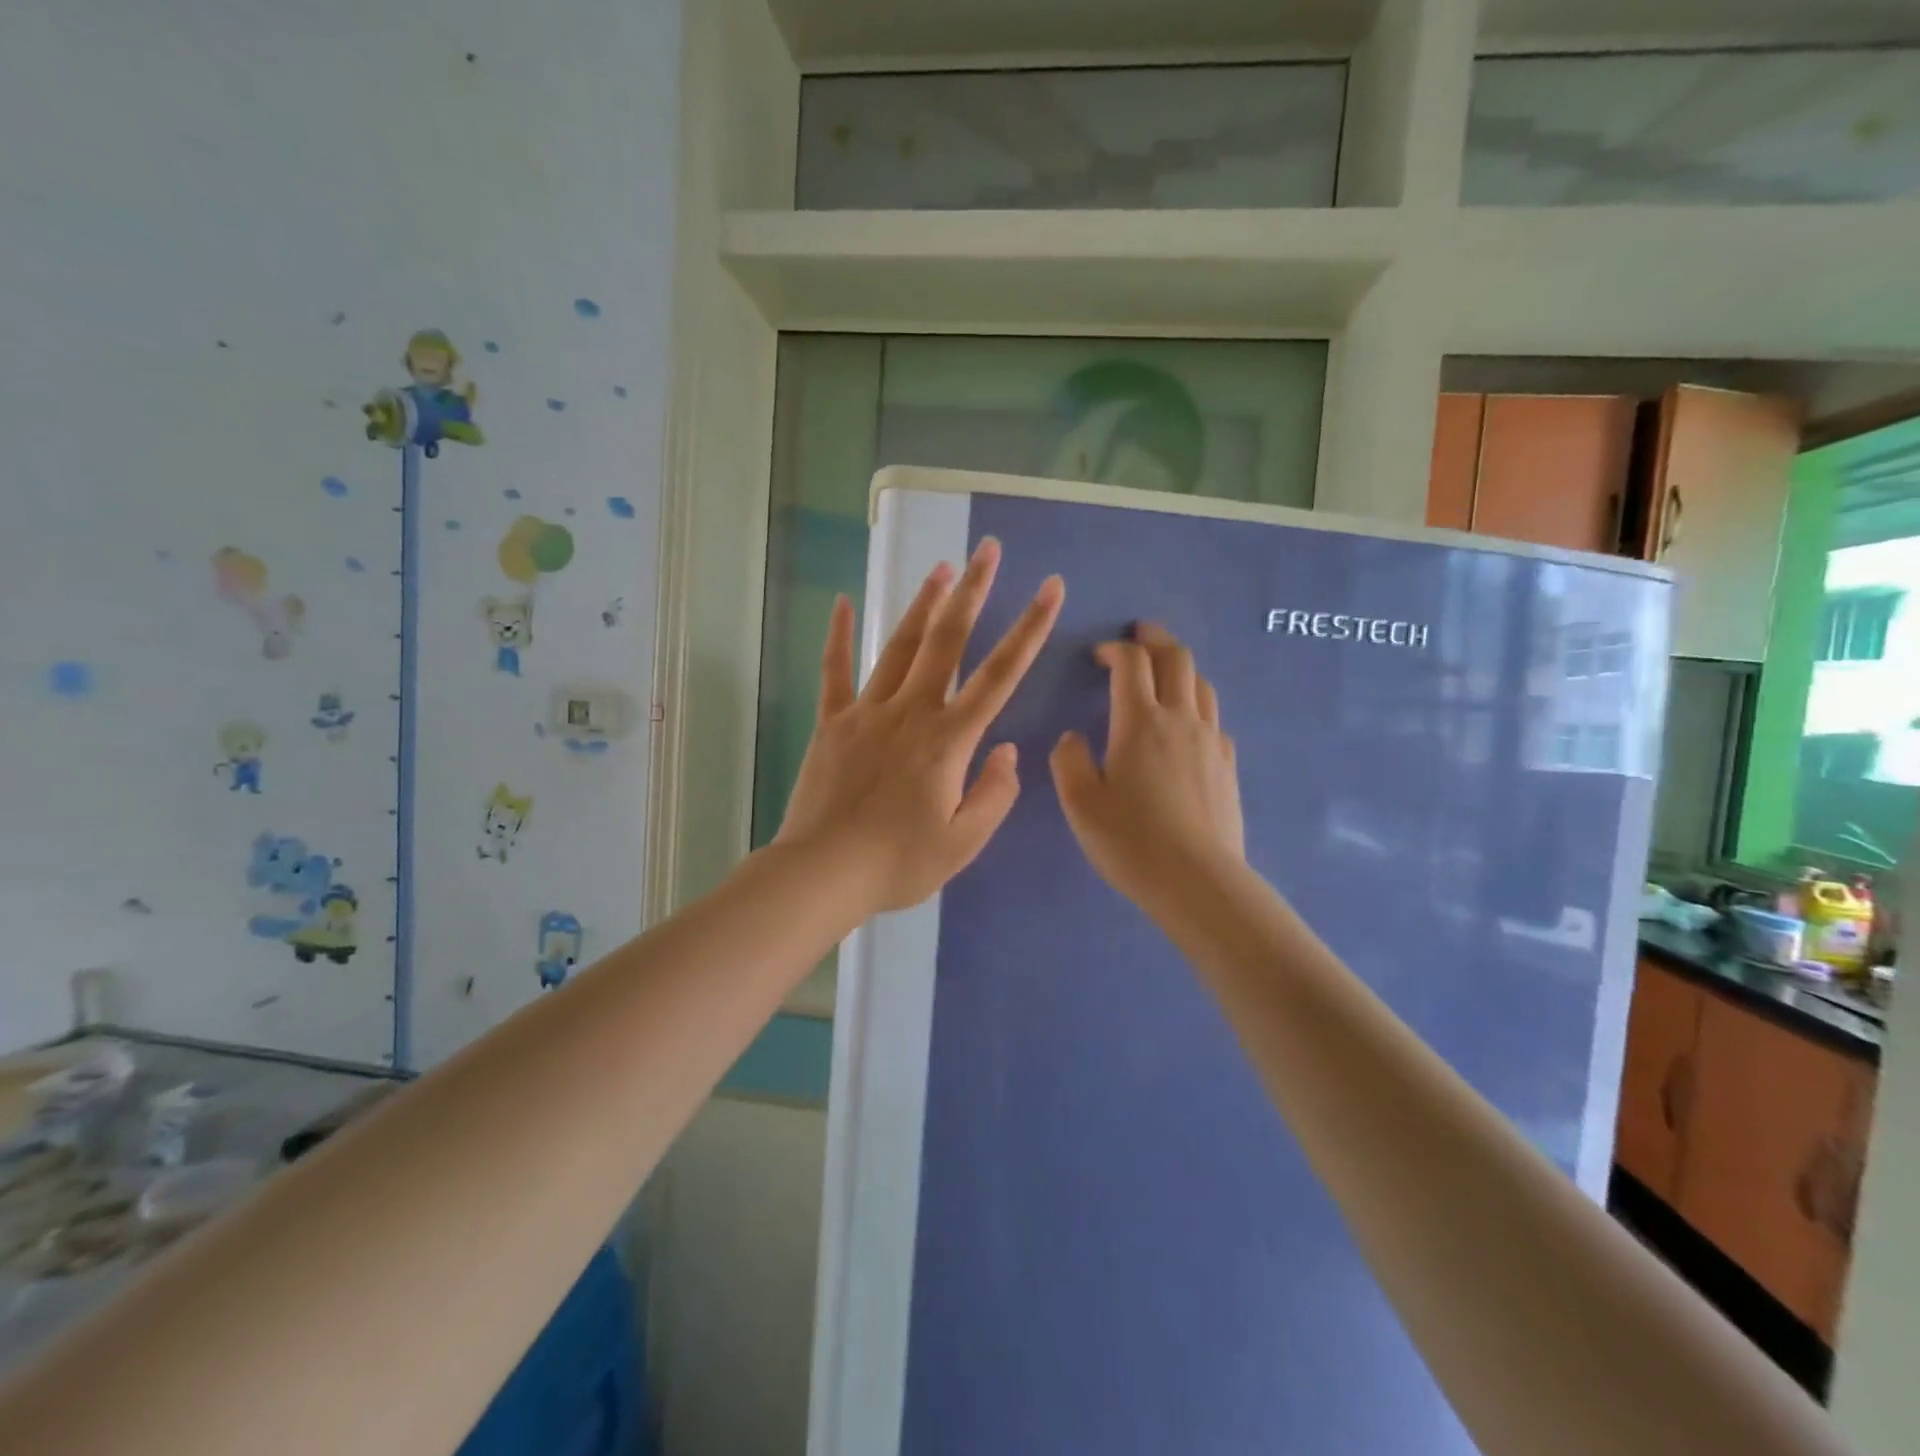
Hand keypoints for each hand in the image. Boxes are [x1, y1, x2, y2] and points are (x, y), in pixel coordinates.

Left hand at [776, 539, 1064, 914]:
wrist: (823, 873)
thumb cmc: (899, 863)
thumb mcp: (963, 843)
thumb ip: (994, 794)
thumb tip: (1006, 751)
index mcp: (949, 740)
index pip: (1000, 674)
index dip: (1030, 628)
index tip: (1050, 588)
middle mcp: (911, 712)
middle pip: (947, 641)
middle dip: (972, 591)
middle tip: (988, 550)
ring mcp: (867, 712)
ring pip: (900, 646)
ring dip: (923, 603)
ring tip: (941, 566)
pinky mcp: (832, 723)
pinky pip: (834, 671)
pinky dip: (839, 635)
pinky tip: (842, 602)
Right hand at [1050, 622, 1244, 916]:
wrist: (1197, 881)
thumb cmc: (1130, 840)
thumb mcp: (1079, 803)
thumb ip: (1069, 761)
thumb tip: (1073, 738)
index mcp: (1140, 721)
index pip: (1131, 663)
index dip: (1114, 649)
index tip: (1098, 655)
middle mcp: (1181, 719)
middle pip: (1176, 659)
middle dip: (1155, 639)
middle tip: (1139, 634)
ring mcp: (1211, 741)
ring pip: (1202, 684)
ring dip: (1180, 668)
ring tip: (1164, 672)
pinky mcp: (1228, 765)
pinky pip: (1215, 719)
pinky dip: (1197, 705)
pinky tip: (1187, 725)